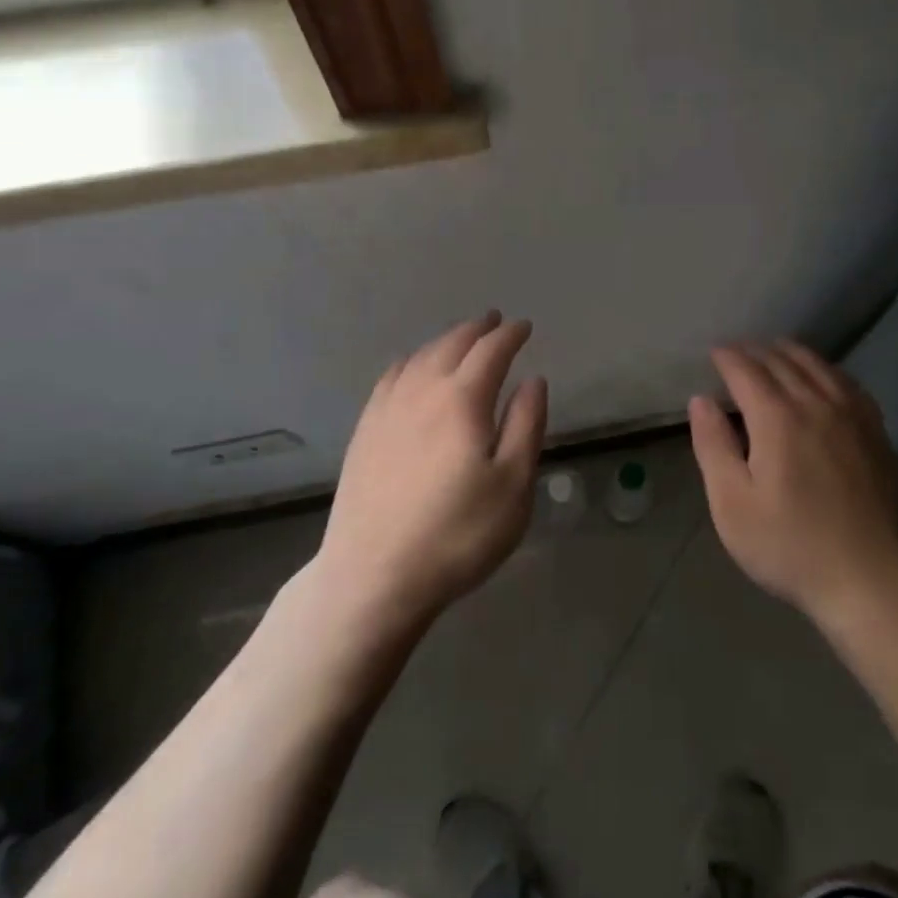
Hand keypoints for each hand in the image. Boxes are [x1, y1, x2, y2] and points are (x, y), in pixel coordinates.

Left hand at [314, 312, 546, 632]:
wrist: (373, 575)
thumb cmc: (457, 534)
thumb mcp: (513, 485)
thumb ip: (525, 426)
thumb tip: (533, 380)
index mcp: (462, 400)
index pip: (491, 351)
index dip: (510, 335)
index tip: (525, 327)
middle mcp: (422, 392)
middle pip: (452, 345)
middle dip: (477, 329)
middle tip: (494, 321)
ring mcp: (387, 410)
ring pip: (419, 358)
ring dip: (444, 341)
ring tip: (460, 339)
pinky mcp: (364, 432)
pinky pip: (390, 378)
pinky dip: (409, 362)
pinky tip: (410, 367)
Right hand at [690, 341, 897, 628]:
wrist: (874, 581)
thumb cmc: (791, 547)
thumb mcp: (733, 505)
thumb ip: (713, 446)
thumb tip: (700, 400)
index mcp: (777, 417)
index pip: (746, 370)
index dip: (727, 357)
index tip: (713, 353)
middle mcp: (816, 403)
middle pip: (782, 361)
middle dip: (755, 350)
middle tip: (737, 352)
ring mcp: (852, 414)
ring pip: (817, 365)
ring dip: (790, 352)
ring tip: (773, 352)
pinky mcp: (876, 431)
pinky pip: (846, 381)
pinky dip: (825, 368)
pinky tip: (822, 376)